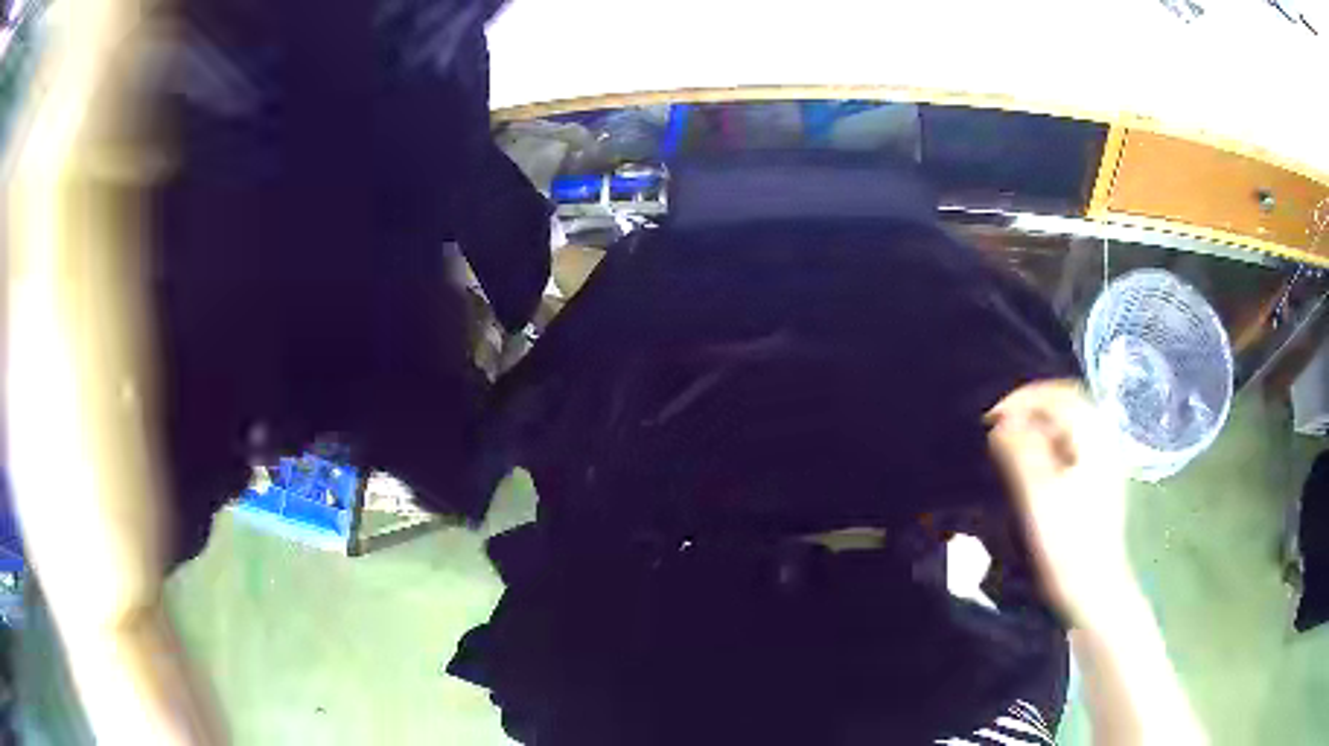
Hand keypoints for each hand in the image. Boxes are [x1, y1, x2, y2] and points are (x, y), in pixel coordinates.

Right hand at [986, 380, 1134, 627]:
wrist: (1094, 588)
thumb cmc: (1067, 543)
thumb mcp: (1038, 496)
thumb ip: (1019, 452)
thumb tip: (1001, 423)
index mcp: (1094, 438)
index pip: (1059, 395)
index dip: (1024, 398)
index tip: (993, 417)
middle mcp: (1103, 441)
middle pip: (1067, 405)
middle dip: (1031, 409)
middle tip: (999, 427)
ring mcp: (1103, 462)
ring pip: (1069, 427)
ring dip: (1038, 427)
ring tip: (1010, 446)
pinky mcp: (1098, 482)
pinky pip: (1072, 447)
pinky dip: (1048, 445)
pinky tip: (1032, 467)